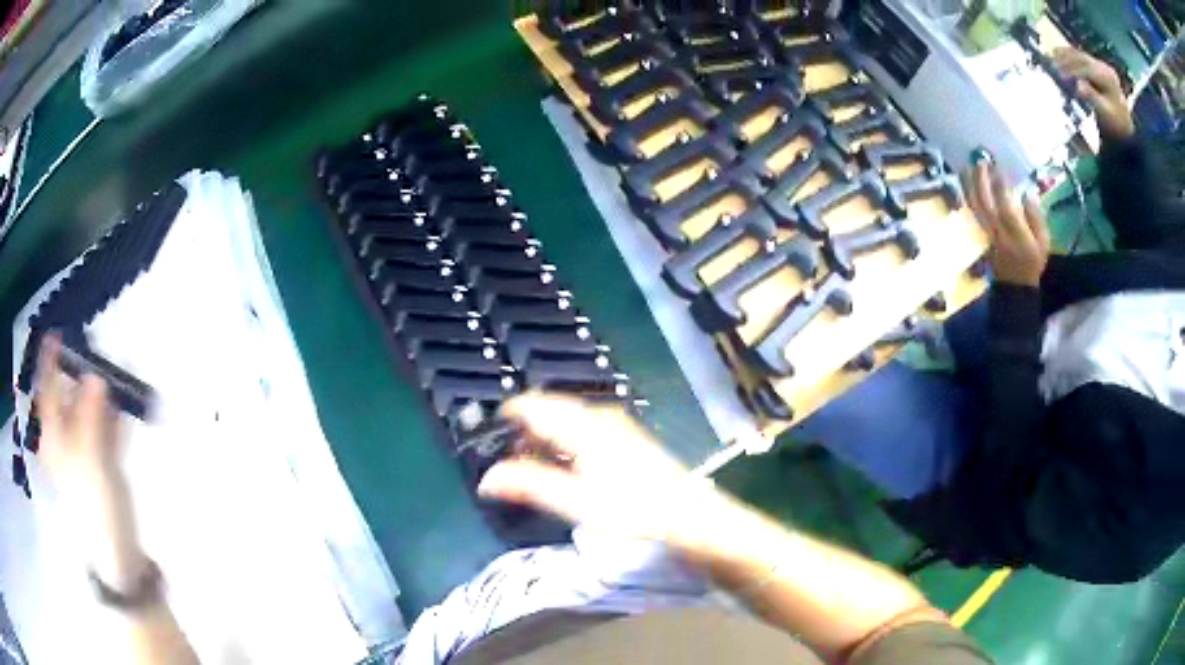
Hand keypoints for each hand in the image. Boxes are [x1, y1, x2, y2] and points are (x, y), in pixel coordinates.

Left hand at [37, 334, 124, 489]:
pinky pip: (108, 425)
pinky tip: (128, 395)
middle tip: (96, 347)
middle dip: (82, 372)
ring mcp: (85, 446)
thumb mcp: (89, 459)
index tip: (58, 333)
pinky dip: (116, 411)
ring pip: (91, 408)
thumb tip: (96, 375)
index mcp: (54, 436)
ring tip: (118, 365)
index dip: (50, 363)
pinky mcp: (104, 457)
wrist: (118, 549)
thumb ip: (91, 417)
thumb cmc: (94, 504)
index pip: (47, 391)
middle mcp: (66, 435)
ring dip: (103, 390)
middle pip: (70, 395)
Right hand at [477, 394, 736, 554]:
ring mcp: (617, 424)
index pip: (532, 404)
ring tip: (537, 467)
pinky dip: (568, 441)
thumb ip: (530, 486)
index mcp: (581, 425)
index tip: (491, 438)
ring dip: (547, 437)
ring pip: (569, 419)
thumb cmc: (631, 509)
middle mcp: (598, 416)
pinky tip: (571, 468)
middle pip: (550, 409)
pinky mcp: (628, 437)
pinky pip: (586, 428)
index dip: (507, 416)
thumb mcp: (575, 502)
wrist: (688, 515)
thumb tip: (486, 479)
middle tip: (512, 461)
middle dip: (527, 430)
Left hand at [962, 157, 1050, 286]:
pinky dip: (968, 196)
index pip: (1005, 207)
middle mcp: (998, 232)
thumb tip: (1028, 193)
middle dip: (982, 180)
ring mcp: (987, 233)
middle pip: (986, 203)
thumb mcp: (1043, 242)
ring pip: (975, 206)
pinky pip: (972, 212)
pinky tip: (966, 183)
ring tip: (968, 167)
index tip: (999, 168)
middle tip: (981, 161)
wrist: (1016, 285)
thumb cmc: (1032, 261)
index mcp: (1016, 234)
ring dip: (970, 185)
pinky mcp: (981, 235)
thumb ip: (1036, 218)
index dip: (1001, 187)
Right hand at [1053, 47, 1133, 140]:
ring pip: (1080, 55)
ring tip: (1052, 55)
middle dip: (1068, 60)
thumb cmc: (1114, 123)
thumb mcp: (1104, 112)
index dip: (1073, 71)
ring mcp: (1101, 65)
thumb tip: (1077, 85)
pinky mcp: (1097, 64)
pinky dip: (1069, 54)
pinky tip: (1058, 52)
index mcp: (1108, 79)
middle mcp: (1105, 68)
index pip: (1088, 70)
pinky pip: (1081, 56)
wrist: (1123, 126)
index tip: (1060, 75)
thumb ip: (1091, 97)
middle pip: (1083, 60)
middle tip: (1052, 63)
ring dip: (1066, 54)